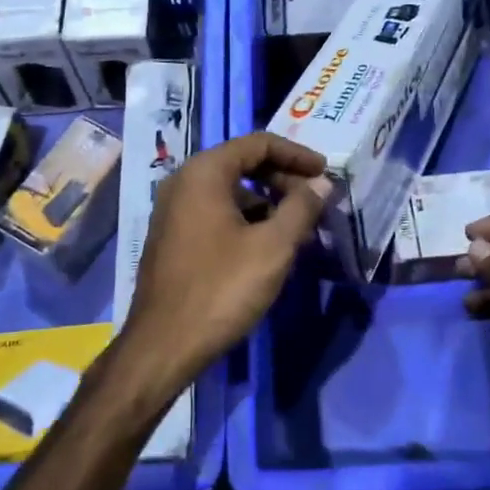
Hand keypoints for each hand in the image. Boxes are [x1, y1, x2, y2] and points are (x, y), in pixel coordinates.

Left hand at [120, 131, 329, 395]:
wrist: (164, 345)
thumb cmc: (221, 289)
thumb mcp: (273, 246)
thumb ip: (301, 208)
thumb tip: (321, 184)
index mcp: (204, 173)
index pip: (258, 143)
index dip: (297, 154)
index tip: (325, 173)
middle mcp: (183, 182)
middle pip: (242, 164)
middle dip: (283, 180)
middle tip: (314, 203)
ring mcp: (173, 211)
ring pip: (230, 192)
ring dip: (267, 203)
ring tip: (297, 230)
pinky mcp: (172, 238)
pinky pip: (216, 214)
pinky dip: (246, 221)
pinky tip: (267, 248)